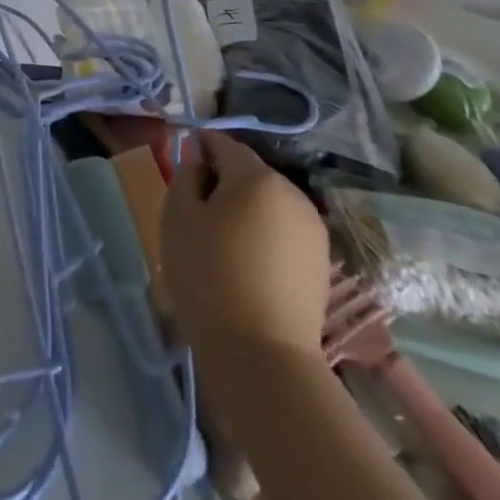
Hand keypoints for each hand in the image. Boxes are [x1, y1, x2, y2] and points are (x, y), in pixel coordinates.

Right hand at [162, 131, 329, 361]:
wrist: (263, 356)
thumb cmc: (209, 276)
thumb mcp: (178, 217)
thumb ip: (186, 175)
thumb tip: (200, 163)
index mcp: (256, 176)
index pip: (223, 143)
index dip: (201, 147)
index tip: (184, 165)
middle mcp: (291, 192)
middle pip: (249, 173)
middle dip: (224, 182)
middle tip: (198, 212)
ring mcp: (312, 229)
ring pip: (269, 203)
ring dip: (247, 211)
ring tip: (223, 243)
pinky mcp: (321, 263)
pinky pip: (284, 233)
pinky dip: (265, 237)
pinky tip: (248, 267)